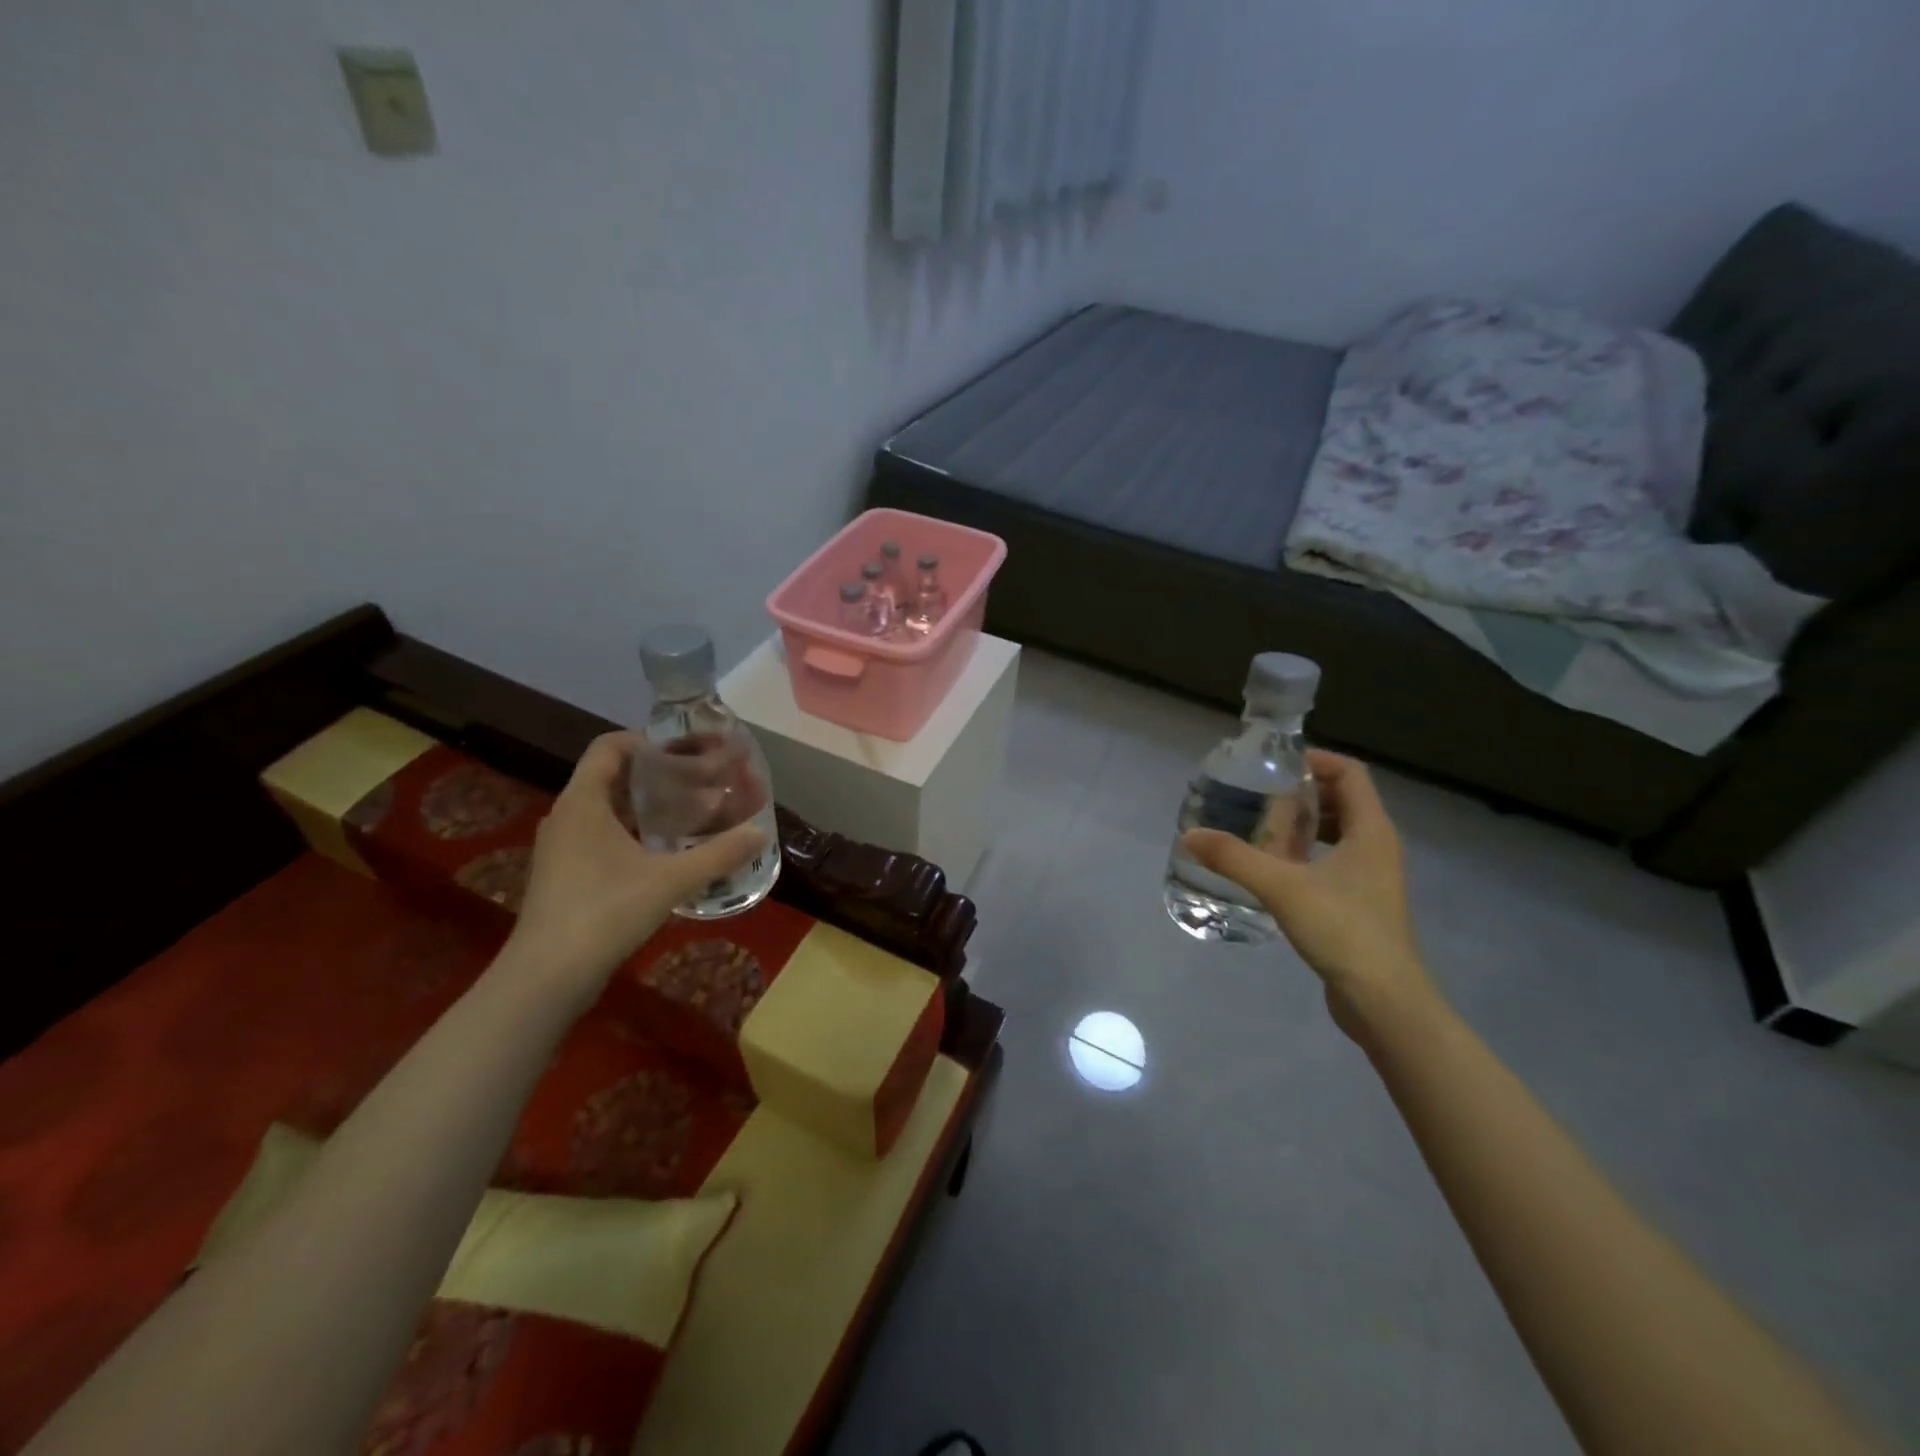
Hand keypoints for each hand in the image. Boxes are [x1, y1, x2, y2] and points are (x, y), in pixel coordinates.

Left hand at [506, 732, 766, 1003]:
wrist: (548, 977)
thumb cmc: (606, 912)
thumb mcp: (671, 880)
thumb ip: (718, 854)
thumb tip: (760, 833)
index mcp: (583, 802)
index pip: (608, 747)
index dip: (646, 740)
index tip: (685, 749)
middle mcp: (566, 816)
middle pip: (610, 777)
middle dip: (653, 774)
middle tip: (696, 779)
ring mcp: (561, 848)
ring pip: (605, 810)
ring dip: (643, 806)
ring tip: (687, 813)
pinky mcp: (563, 876)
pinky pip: (599, 837)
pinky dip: (631, 833)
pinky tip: (663, 853)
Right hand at [1182, 751, 1439, 1040]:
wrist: (1383, 999)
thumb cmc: (1342, 929)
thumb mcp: (1281, 887)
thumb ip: (1234, 858)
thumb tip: (1190, 836)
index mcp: (1371, 830)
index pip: (1349, 773)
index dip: (1315, 761)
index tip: (1275, 765)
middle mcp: (1378, 846)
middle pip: (1344, 800)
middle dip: (1303, 793)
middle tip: (1260, 796)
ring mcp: (1373, 877)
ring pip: (1340, 833)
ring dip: (1305, 825)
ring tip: (1262, 829)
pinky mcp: (1363, 903)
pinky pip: (1336, 861)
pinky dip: (1308, 854)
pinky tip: (1275, 870)